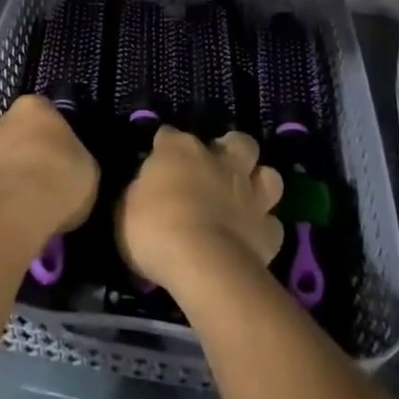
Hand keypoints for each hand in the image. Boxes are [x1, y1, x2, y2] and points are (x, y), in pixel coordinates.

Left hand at [0, 95, 99, 247]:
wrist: (14, 216)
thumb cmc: (58, 180)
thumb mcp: (87, 167)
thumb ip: (73, 157)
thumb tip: (68, 164)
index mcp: (32, 107)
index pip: (42, 111)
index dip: (51, 132)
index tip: (60, 153)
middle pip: (9, 128)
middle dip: (18, 145)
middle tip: (36, 172)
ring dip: (1, 170)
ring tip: (20, 198)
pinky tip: (7, 213)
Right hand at [117, 128, 283, 290]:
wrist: (201, 263)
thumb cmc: (154, 229)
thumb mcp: (127, 208)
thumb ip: (142, 192)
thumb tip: (148, 190)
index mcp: (180, 150)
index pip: (170, 135)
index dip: (165, 147)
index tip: (158, 160)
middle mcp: (220, 162)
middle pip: (238, 141)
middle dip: (231, 150)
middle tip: (217, 168)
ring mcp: (249, 194)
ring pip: (269, 175)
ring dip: (259, 183)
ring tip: (245, 198)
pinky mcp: (268, 230)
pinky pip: (272, 224)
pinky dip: (263, 229)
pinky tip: (251, 238)